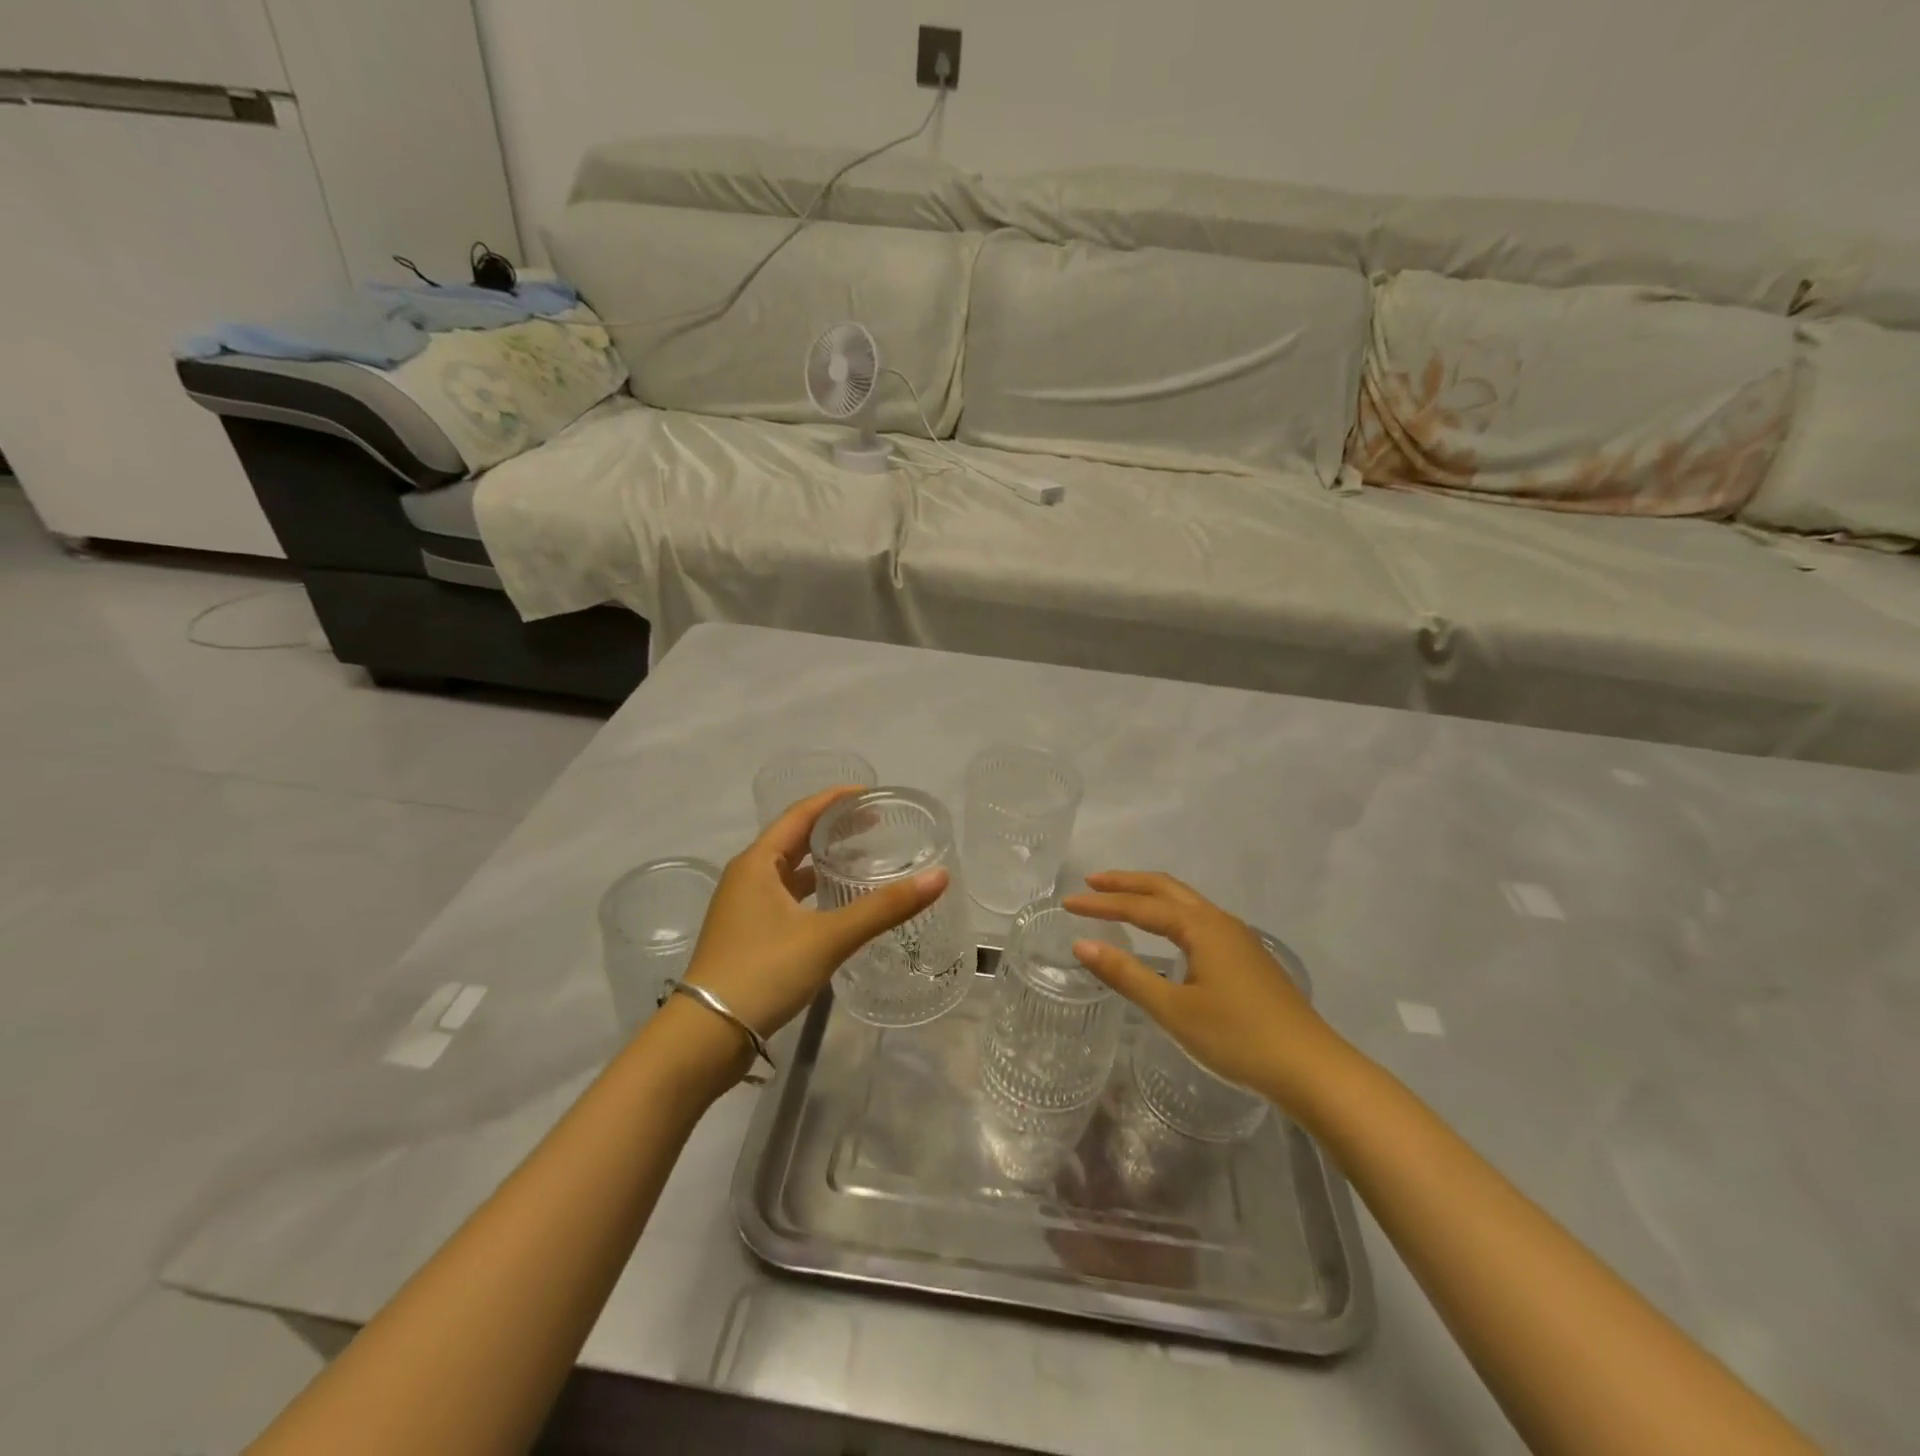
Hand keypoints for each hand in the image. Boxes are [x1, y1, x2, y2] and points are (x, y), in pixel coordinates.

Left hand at [683, 787, 948, 1042]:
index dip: (835, 799)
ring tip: (862, 860)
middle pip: (794, 839)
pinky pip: (786, 898)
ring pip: (790, 872)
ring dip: (822, 862)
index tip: (871, 794)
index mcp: (757, 863)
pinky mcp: (748, 935)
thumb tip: (940, 876)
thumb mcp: (828, 936)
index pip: (800, 814)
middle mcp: (747, 877)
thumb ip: (884, 908)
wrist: (707, 1036)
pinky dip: (813, 892)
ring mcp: (744, 908)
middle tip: (875, 825)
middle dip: (833, 828)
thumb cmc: (764, 972)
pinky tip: (838, 905)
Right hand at [1063, 872, 1345, 1111]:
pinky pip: (1198, 919)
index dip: (1101, 904)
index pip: (1140, 905)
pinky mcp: (1247, 957)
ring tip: (1120, 899)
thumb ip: (1126, 975)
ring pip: (1186, 902)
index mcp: (1201, 927)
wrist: (1311, 1068)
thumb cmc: (1237, 1037)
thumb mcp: (1174, 1009)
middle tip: (1091, 883)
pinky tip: (1165, 933)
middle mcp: (1220, 921)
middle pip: (1166, 888)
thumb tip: (1082, 944)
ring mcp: (1238, 938)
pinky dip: (1170, 913)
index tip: (1067, 903)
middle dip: (1127, 883)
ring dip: (1150, 895)